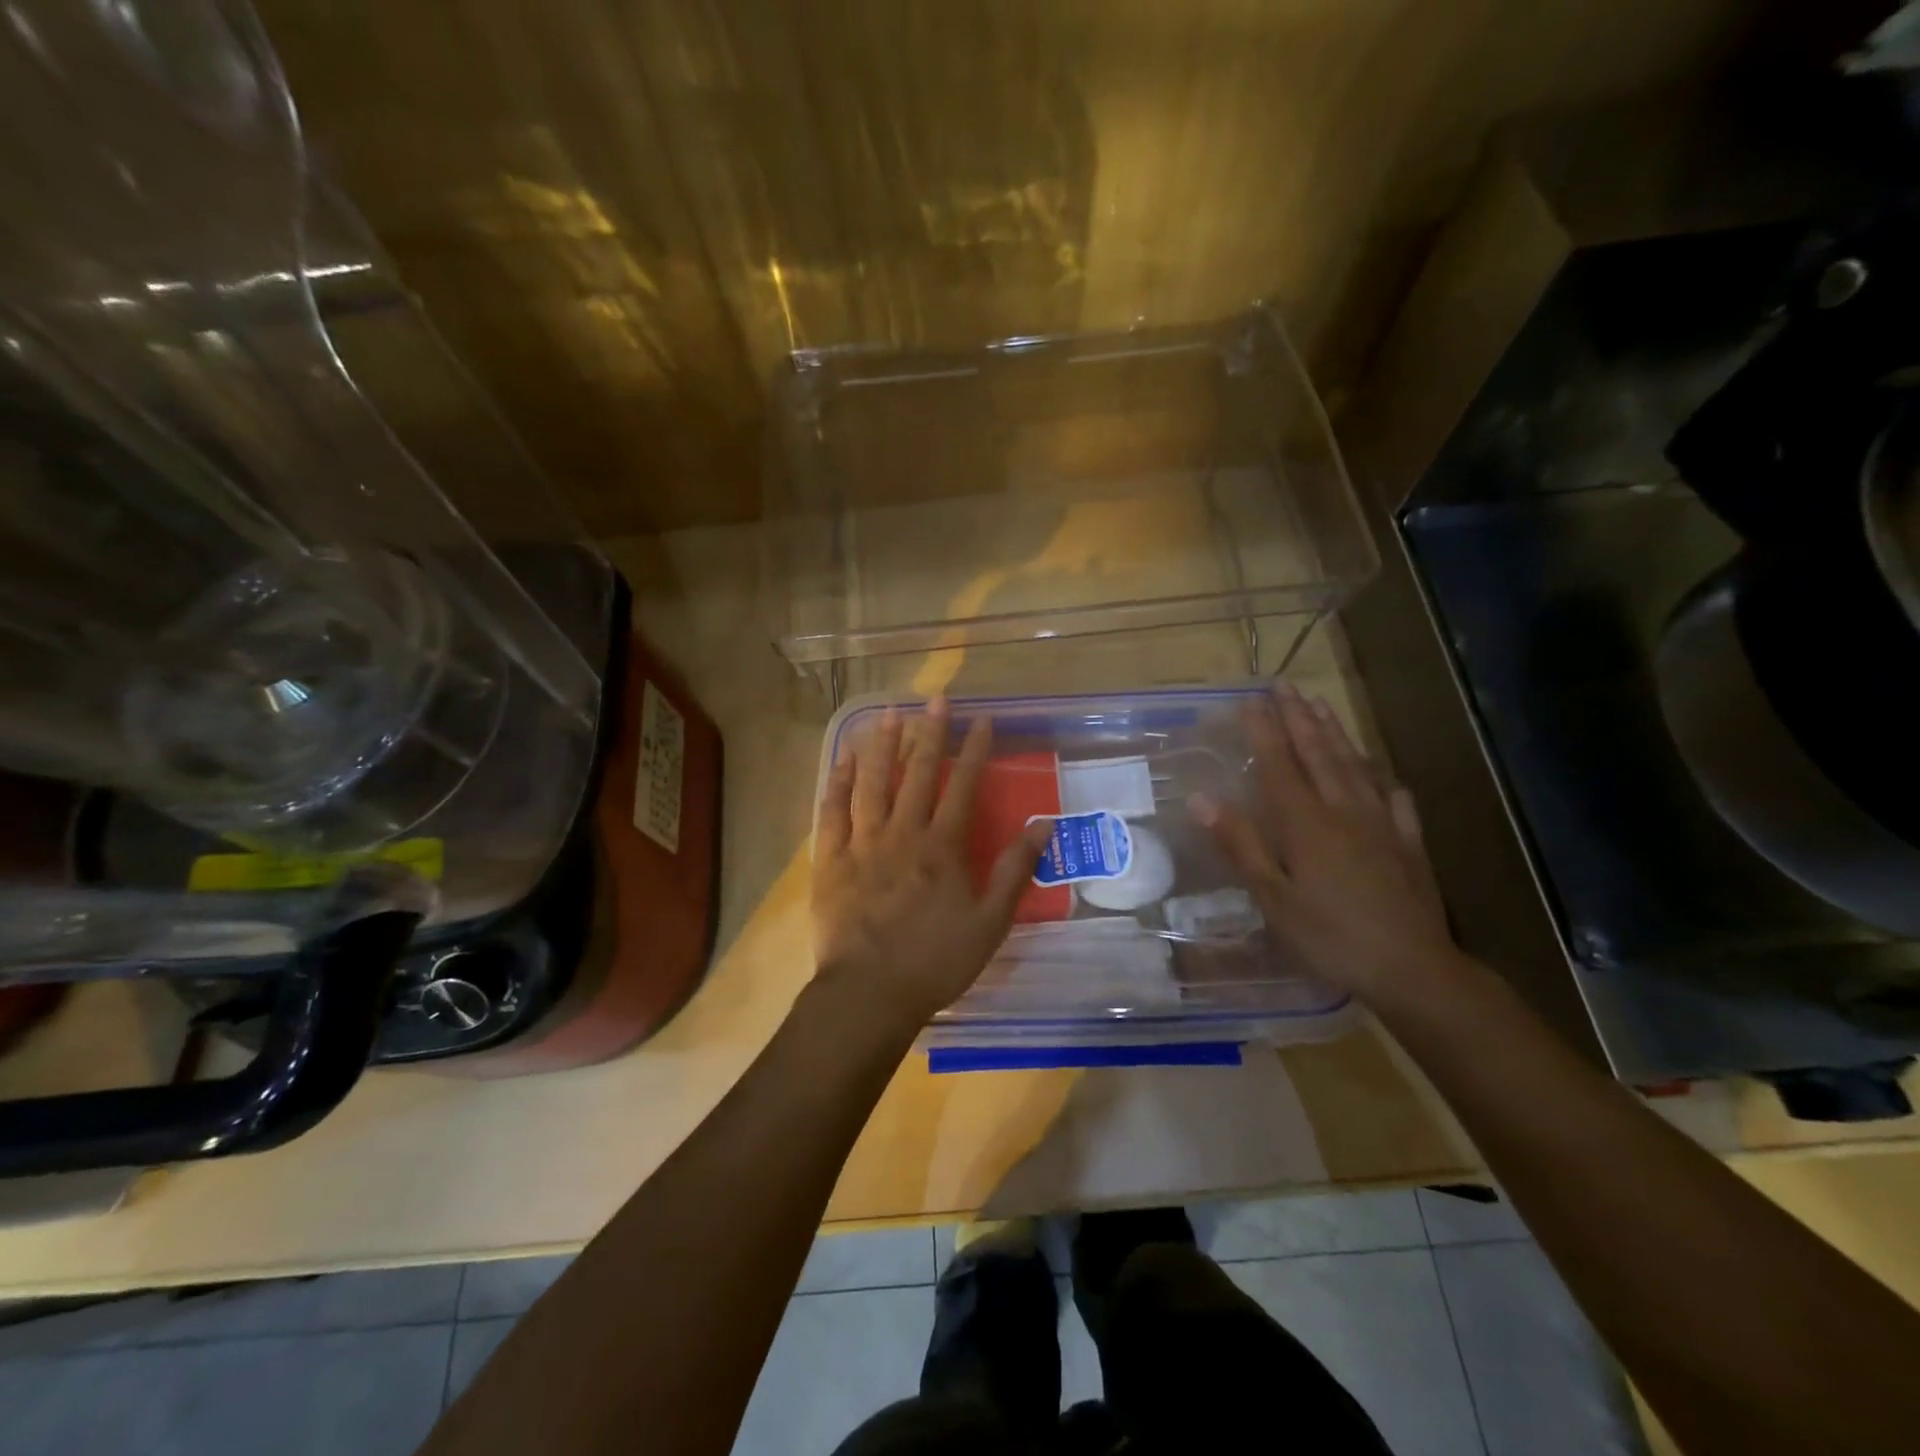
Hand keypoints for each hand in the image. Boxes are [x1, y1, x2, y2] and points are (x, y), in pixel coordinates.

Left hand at [811, 699, 1050, 1033]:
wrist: (869, 994)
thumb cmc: (935, 961)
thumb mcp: (990, 922)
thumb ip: (1014, 870)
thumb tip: (1043, 826)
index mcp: (942, 848)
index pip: (964, 787)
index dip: (975, 750)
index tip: (983, 719)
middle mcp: (903, 834)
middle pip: (918, 774)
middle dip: (930, 734)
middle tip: (936, 699)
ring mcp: (863, 843)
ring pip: (873, 783)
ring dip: (882, 746)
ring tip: (889, 713)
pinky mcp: (832, 859)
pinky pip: (833, 811)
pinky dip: (838, 782)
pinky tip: (843, 759)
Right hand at [1191, 684, 1462, 1006]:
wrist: (1413, 969)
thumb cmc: (1330, 936)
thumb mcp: (1273, 898)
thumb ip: (1240, 845)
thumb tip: (1201, 798)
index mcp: (1305, 823)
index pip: (1278, 764)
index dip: (1263, 729)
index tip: (1248, 699)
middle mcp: (1343, 811)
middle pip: (1318, 753)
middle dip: (1298, 717)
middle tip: (1284, 685)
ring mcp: (1382, 824)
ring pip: (1355, 766)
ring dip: (1335, 733)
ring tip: (1321, 705)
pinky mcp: (1408, 845)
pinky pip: (1395, 800)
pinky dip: (1383, 780)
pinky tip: (1383, 775)